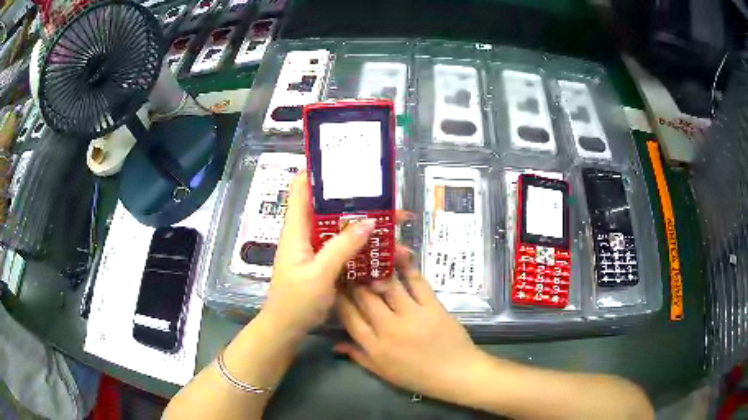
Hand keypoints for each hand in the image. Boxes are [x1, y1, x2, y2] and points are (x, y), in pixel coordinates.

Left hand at [262, 173, 375, 333]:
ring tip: (396, 223)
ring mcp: (317, 248)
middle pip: (330, 207)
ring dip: (366, 223)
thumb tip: (369, 221)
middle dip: (358, 200)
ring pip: (342, 227)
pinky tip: (386, 248)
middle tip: (388, 197)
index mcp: (296, 229)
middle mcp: (306, 233)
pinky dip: (364, 244)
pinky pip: (346, 246)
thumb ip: (342, 247)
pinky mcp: (325, 262)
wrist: (287, 328)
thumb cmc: (296, 302)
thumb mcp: (319, 275)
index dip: (319, 170)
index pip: (302, 188)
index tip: (345, 160)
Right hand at [335, 246, 482, 399]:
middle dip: (354, 279)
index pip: (349, 316)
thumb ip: (359, 357)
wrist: (455, 374)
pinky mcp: (432, 306)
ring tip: (370, 256)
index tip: (334, 283)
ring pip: (388, 286)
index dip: (339, 297)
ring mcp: (411, 315)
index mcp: (374, 346)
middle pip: (364, 297)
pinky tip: (400, 255)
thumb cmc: (417, 377)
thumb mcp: (383, 372)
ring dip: (377, 269)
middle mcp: (388, 327)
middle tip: (350, 264)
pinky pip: (416, 283)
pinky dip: (407, 268)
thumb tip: (336, 345)